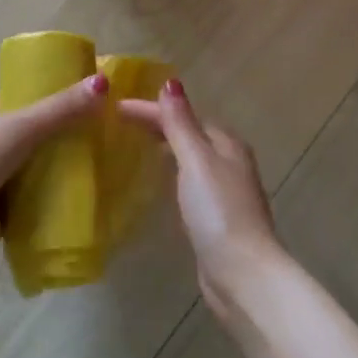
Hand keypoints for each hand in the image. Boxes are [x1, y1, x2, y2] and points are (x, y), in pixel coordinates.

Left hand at [0, 75, 111, 257]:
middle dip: (62, 135)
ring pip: (34, 165)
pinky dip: (52, 196)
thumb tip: (103, 82)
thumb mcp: (24, 124)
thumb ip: (63, 107)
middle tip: (101, 136)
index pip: (24, 97)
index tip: (87, 99)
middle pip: (33, 133)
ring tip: (98, 165)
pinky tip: (81, 196)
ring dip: (58, 167)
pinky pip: (33, 197)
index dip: (53, 96)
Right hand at [117, 82, 283, 315]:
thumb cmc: (218, 211)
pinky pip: (189, 183)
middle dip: (160, 124)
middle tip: (123, 123)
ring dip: (168, 147)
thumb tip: (170, 83)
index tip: (116, 107)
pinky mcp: (216, 218)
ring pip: (191, 158)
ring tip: (138, 145)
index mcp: (226, 144)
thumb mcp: (197, 160)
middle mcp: (229, 163)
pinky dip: (173, 174)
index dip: (152, 109)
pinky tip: (161, 184)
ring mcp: (224, 192)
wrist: (241, 273)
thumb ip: (181, 124)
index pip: (184, 115)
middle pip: (190, 134)